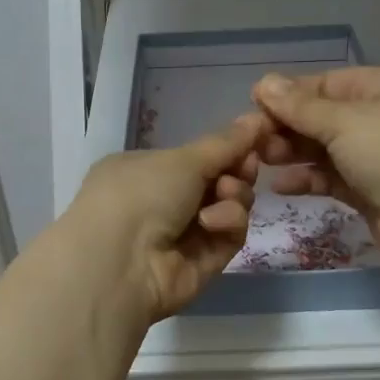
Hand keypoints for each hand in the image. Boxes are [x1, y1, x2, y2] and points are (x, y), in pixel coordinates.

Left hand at [65, 115, 265, 321]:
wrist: (121, 262)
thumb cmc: (141, 193)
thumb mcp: (183, 159)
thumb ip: (226, 142)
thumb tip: (258, 117)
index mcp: (146, 169)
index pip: (197, 156)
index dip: (228, 148)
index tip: (255, 138)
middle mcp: (163, 201)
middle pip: (219, 180)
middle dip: (237, 170)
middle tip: (246, 166)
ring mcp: (184, 234)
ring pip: (230, 206)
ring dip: (235, 195)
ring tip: (225, 193)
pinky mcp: (203, 261)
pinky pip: (230, 234)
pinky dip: (227, 222)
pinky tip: (212, 222)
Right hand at [251, 67, 379, 273]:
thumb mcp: (342, 122)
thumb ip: (299, 106)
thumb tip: (263, 83)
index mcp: (379, 87)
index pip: (323, 84)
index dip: (288, 95)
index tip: (252, 107)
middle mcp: (377, 116)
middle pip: (320, 116)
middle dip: (286, 127)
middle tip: (252, 141)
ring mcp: (373, 155)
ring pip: (322, 148)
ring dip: (291, 153)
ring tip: (260, 161)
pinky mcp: (367, 189)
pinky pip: (329, 177)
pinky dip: (306, 179)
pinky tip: (279, 186)